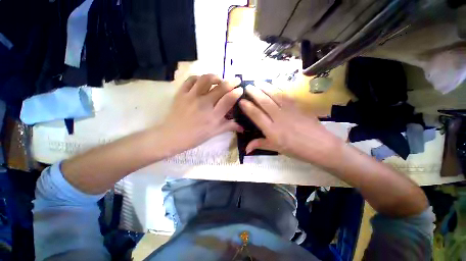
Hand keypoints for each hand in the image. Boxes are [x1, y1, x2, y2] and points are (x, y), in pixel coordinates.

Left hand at [159, 74, 242, 155]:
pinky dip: (198, 77)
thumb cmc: (195, 137)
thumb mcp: (214, 133)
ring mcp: (192, 96)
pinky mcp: (181, 93)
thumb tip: (243, 127)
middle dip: (232, 81)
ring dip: (215, 77)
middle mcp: (204, 104)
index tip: (240, 89)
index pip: (228, 99)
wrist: (172, 136)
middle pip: (220, 87)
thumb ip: (229, 127)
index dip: (236, 92)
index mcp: (213, 116)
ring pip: (206, 79)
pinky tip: (202, 81)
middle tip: (236, 80)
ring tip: (219, 79)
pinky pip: (191, 80)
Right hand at [239, 83, 342, 167]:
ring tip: (258, 82)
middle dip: (254, 93)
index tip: (241, 101)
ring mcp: (290, 110)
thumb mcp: (275, 148)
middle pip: (264, 102)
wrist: (320, 145)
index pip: (256, 115)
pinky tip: (274, 84)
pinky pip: (287, 95)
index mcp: (272, 130)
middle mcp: (279, 118)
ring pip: (275, 95)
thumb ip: (259, 144)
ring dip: (265, 87)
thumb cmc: (295, 149)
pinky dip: (278, 88)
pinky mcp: (299, 106)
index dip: (247, 107)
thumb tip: (245, 149)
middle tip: (247, 86)